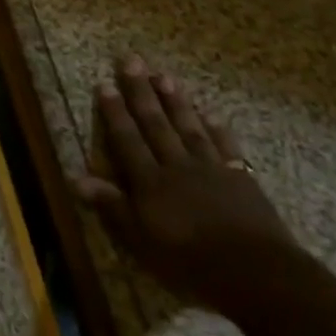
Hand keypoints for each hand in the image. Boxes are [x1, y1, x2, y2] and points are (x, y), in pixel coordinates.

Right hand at [73, 56, 302, 316]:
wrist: (258, 274)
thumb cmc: (192, 263)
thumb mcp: (142, 242)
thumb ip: (113, 207)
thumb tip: (77, 178)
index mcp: (150, 182)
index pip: (127, 139)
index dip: (115, 112)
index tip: (105, 83)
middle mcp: (177, 166)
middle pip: (156, 124)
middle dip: (142, 92)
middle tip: (132, 61)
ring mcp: (211, 169)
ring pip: (189, 127)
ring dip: (176, 102)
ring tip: (165, 76)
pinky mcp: (241, 179)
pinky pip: (226, 147)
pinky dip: (218, 130)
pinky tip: (212, 115)